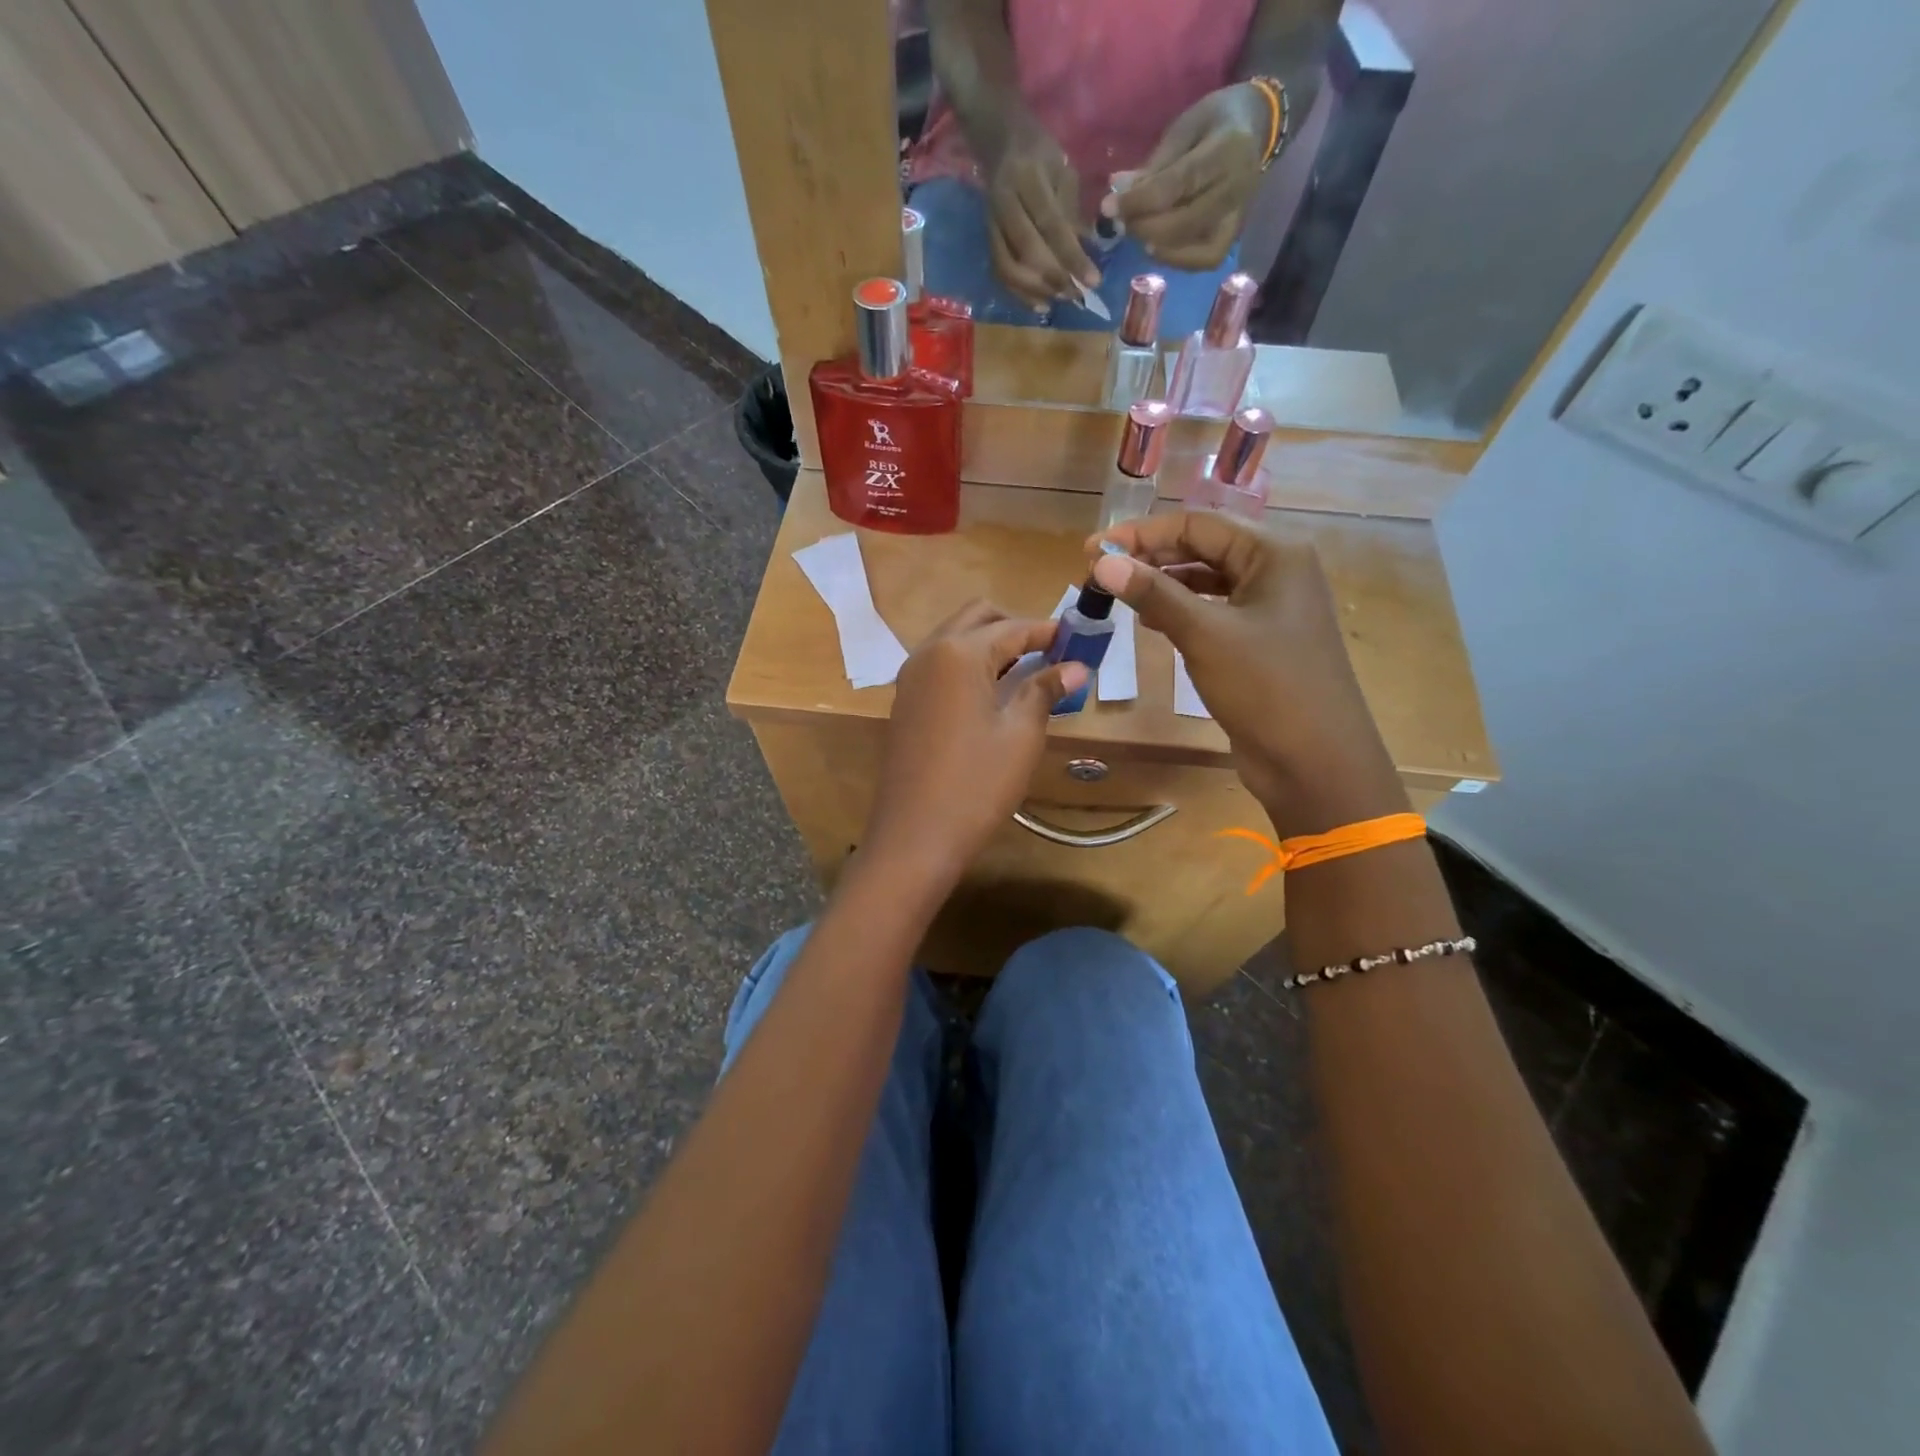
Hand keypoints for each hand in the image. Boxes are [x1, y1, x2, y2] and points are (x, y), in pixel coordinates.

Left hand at [865, 601, 1086, 884]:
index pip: (1011, 628)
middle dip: (1014, 627)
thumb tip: (1076, 665)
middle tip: (1049, 652)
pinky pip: (940, 665)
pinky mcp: (905, 701)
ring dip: (989, 645)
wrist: (914, 837)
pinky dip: (968, 665)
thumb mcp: (1020, 735)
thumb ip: (1044, 690)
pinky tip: (992, 693)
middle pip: (976, 618)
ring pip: (955, 639)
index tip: (1077, 638)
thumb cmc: (976, 785)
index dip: (1047, 631)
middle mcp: (929, 653)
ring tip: (1026, 672)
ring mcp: (911, 677)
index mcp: (958, 653)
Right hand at [982, 121, 1100, 307]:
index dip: (1072, 256)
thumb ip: (1073, 211)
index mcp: (1028, 179)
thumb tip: (1088, 252)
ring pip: (1008, 268)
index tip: (1093, 280)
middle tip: (1077, 295)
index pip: (1051, 224)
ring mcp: (991, 224)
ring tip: (1060, 300)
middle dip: (1054, 278)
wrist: (1001, 144)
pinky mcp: (987, 240)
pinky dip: (1020, 294)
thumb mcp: (1063, 171)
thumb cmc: (1040, 156)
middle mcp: (1004, 203)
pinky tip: (1040, 304)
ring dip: (1036, 291)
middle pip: (1027, 250)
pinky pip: (1001, 274)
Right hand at [1088, 513, 1408, 837]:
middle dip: (1150, 556)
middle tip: (1099, 572)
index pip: (1197, 524)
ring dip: (1163, 583)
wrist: (1315, 761)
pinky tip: (1151, 620)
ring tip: (1119, 594)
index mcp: (1275, 553)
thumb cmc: (1266, 687)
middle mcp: (1276, 570)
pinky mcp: (1261, 639)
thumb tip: (1102, 563)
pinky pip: (1214, 610)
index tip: (1093, 551)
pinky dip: (1181, 610)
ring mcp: (1271, 607)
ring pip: (1207, 580)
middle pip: (1203, 547)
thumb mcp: (1205, 635)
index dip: (1141, 534)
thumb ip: (1154, 594)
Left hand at [1110, 84, 1267, 271]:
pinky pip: (1205, 260)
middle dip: (1144, 227)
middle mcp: (1234, 188)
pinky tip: (1158, 248)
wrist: (1258, 128)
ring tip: (1138, 232)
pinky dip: (1177, 260)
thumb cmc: (1215, 122)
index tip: (1108, 208)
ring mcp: (1237, 216)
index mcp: (1225, 150)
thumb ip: (1154, 164)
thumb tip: (1116, 191)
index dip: (1137, 202)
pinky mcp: (1234, 234)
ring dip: (1157, 245)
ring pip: (1193, 248)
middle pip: (1182, 224)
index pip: (1174, 186)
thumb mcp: (1184, 127)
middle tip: (1121, 223)